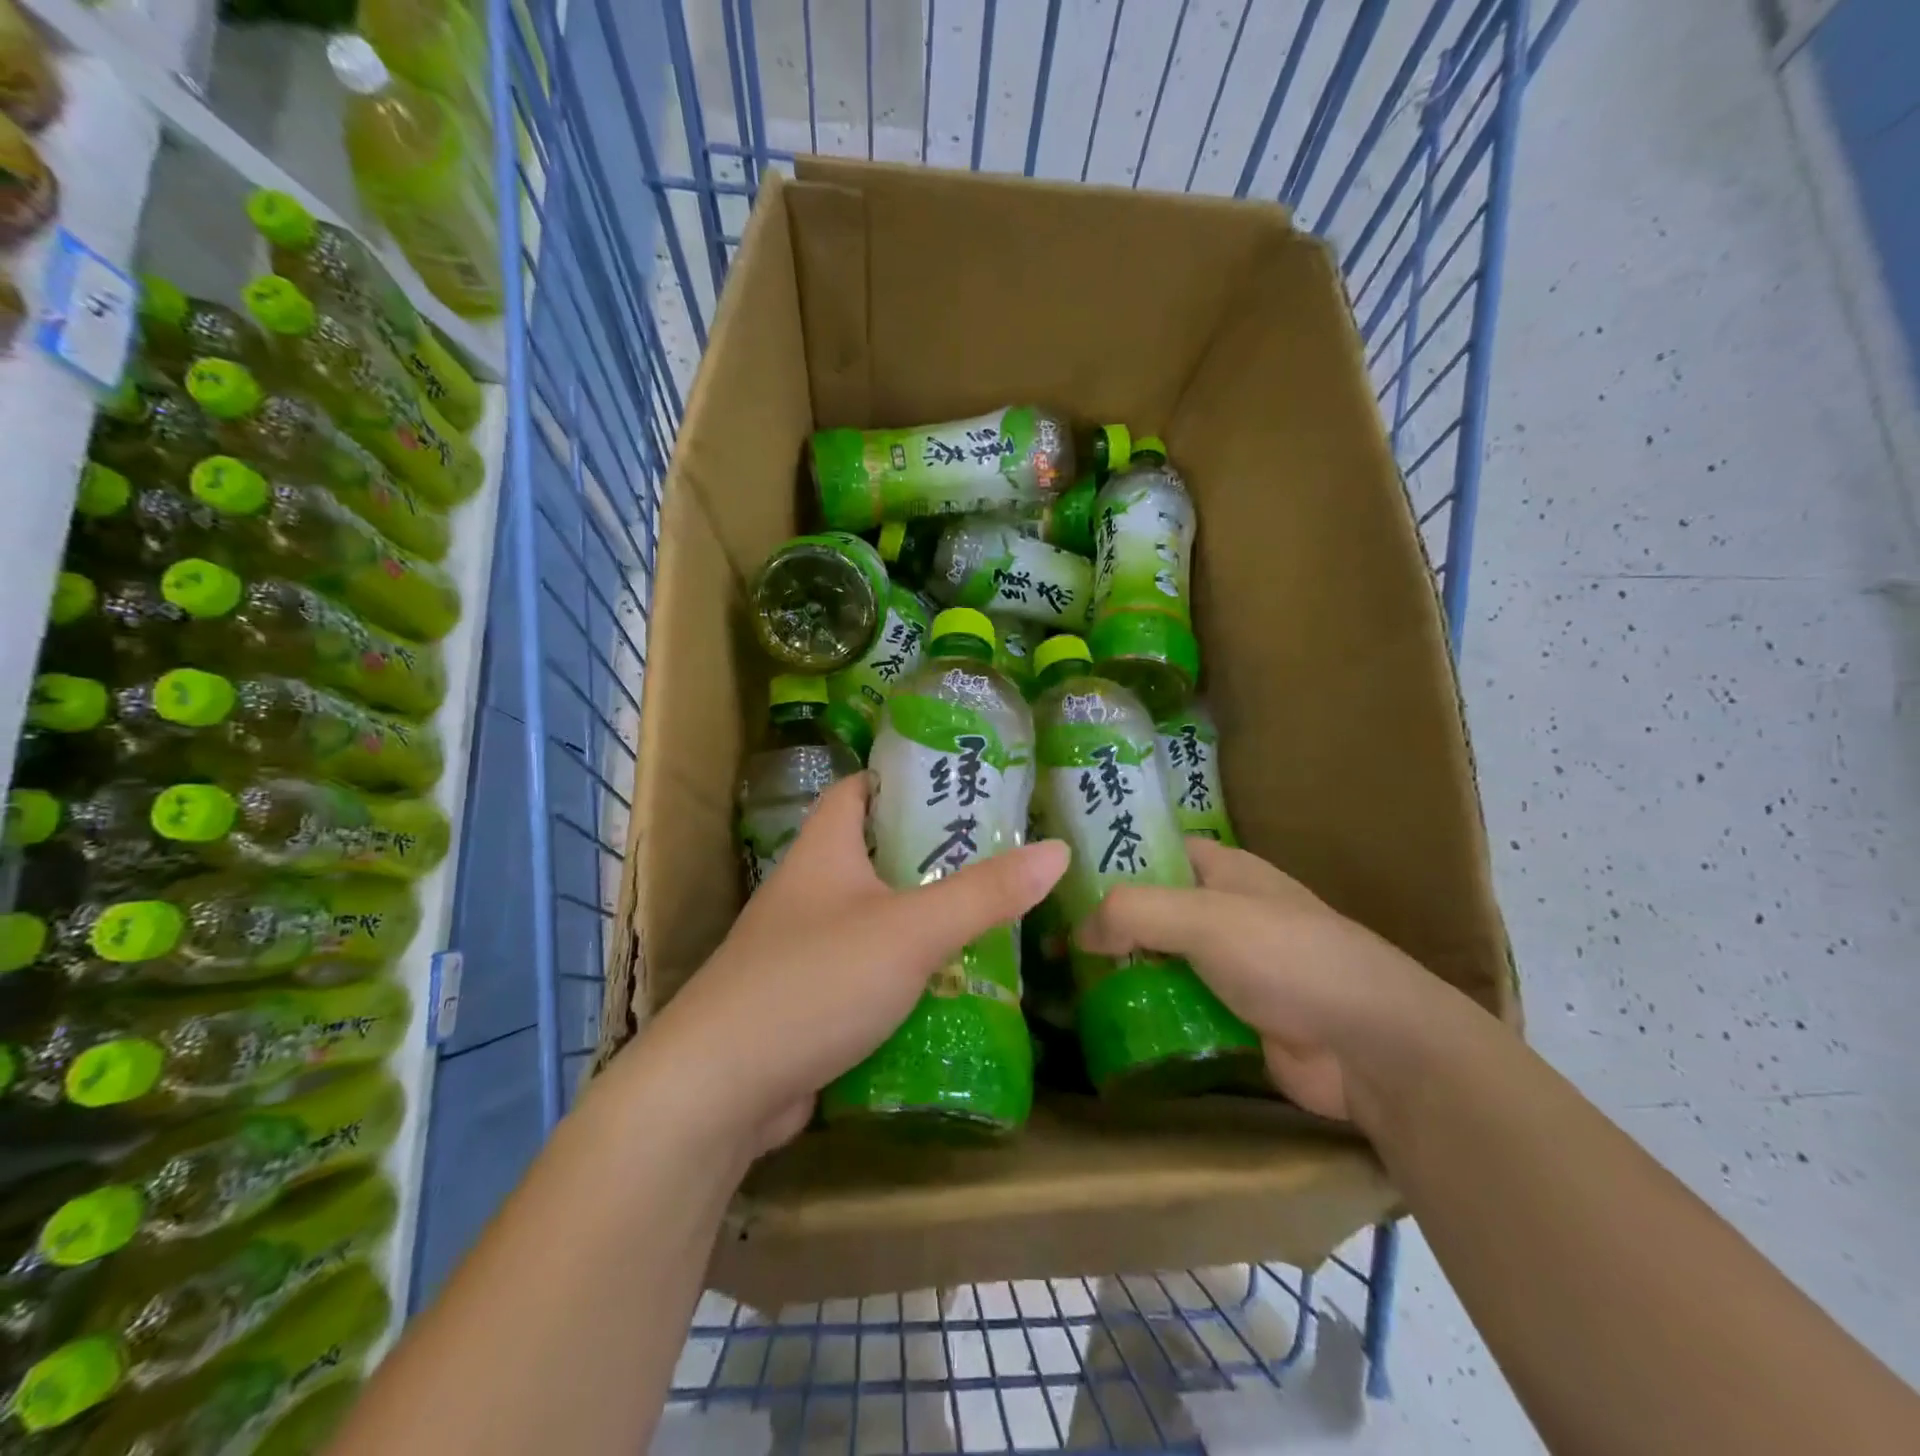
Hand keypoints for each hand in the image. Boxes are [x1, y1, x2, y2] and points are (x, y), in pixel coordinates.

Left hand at [634, 773, 1068, 1154]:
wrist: (718, 1090)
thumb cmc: (815, 982)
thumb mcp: (910, 930)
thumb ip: (984, 893)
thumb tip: (1057, 851)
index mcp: (822, 851)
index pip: (857, 791)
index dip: (901, 779)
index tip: (959, 784)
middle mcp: (808, 891)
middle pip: (873, 854)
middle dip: (930, 854)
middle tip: (998, 854)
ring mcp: (803, 949)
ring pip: (874, 917)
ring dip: (922, 917)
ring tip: (990, 915)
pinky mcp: (807, 1001)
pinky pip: (866, 971)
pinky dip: (904, 972)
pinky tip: (950, 984)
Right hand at [1075, 837, 1465, 1126]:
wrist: (1373, 1047)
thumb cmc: (1289, 958)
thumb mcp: (1204, 918)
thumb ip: (1133, 913)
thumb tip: (1077, 933)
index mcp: (1223, 870)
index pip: (1153, 850)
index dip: (1107, 859)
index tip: (1055, 879)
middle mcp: (1222, 912)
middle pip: (1149, 910)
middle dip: (1103, 924)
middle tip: (1043, 940)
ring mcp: (1229, 967)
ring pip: (1158, 961)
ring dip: (1119, 972)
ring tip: (1059, 985)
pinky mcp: (1232, 1016)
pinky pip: (1174, 1005)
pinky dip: (1143, 1011)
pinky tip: (1101, 1023)